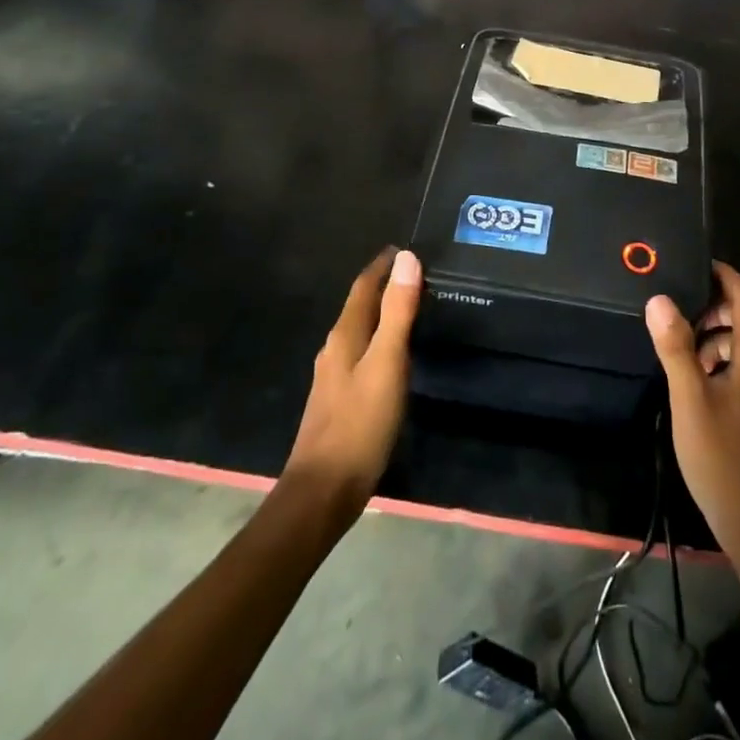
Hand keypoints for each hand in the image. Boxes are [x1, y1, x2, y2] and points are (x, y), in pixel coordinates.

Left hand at [283, 247, 421, 520]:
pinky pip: (362, 354)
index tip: (407, 247)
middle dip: (383, 285)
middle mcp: (335, 349)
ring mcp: (334, 377)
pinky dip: (379, 340)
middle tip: (416, 273)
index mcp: (345, 335)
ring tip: (410, 306)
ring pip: (360, 331)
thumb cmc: (359, 423)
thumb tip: (407, 258)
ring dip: (382, 313)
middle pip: (360, 306)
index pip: (363, 286)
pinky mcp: (340, 400)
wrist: (323, 492)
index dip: (382, 265)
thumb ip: (398, 311)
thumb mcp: (387, 363)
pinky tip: (393, 354)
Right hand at [645, 261, 739, 565]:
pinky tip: (692, 372)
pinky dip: (717, 356)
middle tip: (678, 300)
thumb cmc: (722, 458)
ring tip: (678, 336)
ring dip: (714, 331)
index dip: (726, 276)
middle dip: (716, 302)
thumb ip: (676, 348)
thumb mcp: (690, 400)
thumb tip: (659, 299)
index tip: (696, 262)